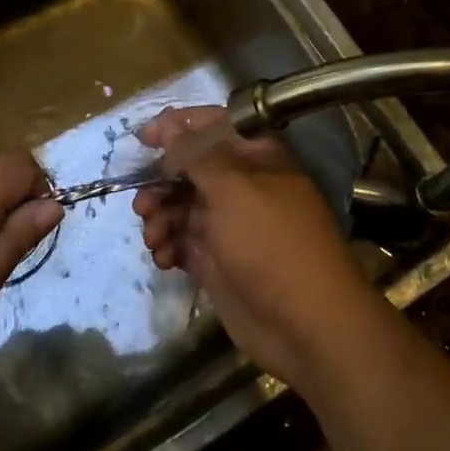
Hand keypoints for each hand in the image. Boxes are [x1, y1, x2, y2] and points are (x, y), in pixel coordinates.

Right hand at [133, 106, 387, 392]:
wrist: (307, 325)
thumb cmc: (271, 242)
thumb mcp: (233, 187)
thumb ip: (195, 153)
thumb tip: (170, 127)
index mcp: (253, 156)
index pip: (210, 125)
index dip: (176, 126)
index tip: (143, 139)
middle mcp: (239, 185)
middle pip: (188, 168)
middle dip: (160, 181)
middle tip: (143, 203)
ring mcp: (227, 225)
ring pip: (180, 206)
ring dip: (159, 216)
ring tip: (154, 237)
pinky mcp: (216, 262)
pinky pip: (181, 242)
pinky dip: (167, 246)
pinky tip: (164, 258)